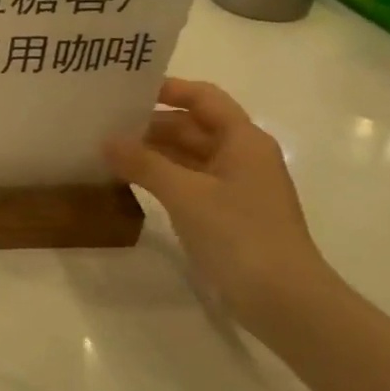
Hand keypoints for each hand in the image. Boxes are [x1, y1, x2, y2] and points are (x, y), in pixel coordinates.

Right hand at [105, 78, 328, 320]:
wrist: (284, 301)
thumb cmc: (240, 235)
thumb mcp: (186, 194)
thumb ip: (144, 163)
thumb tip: (106, 141)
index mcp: (243, 140)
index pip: (204, 98)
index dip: (169, 89)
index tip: (127, 90)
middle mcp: (242, 157)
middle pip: (193, 127)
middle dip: (151, 124)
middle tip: (104, 124)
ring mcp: (235, 188)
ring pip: (188, 157)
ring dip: (153, 153)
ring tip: (108, 151)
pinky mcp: (226, 215)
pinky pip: (188, 183)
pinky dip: (161, 178)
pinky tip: (130, 182)